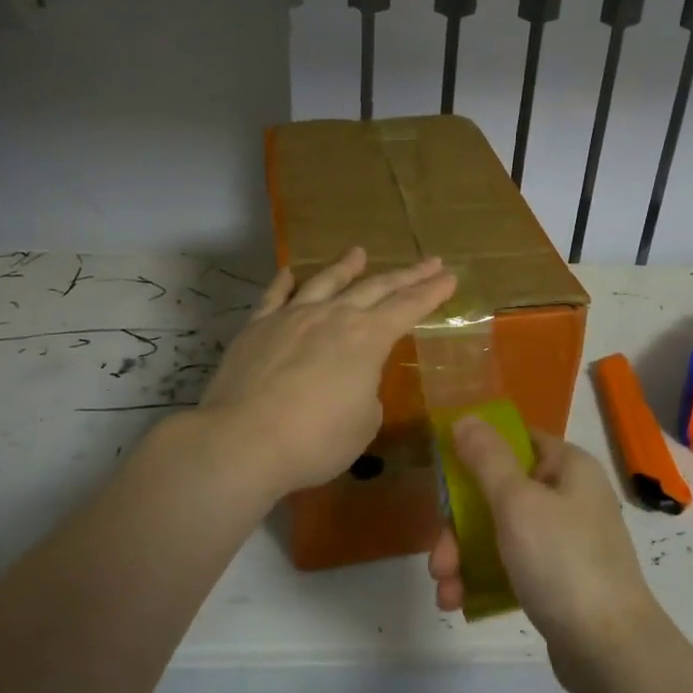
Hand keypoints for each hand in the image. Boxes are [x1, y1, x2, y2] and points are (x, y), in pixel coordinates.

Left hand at [196, 247, 456, 498]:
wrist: (243, 440)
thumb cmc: (316, 439)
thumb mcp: (363, 423)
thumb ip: (366, 393)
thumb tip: (352, 381)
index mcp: (367, 338)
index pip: (408, 307)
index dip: (432, 292)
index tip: (449, 276)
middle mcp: (333, 316)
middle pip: (376, 287)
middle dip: (406, 274)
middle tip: (428, 261)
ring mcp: (292, 316)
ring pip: (326, 282)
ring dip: (346, 266)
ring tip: (359, 252)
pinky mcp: (257, 327)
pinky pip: (274, 296)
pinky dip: (284, 282)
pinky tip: (290, 272)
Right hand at [429, 421, 666, 692]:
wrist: (611, 651)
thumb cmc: (562, 562)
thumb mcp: (517, 502)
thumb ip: (487, 458)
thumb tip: (465, 418)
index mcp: (568, 466)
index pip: (515, 440)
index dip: (476, 452)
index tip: (443, 477)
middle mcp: (569, 496)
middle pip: (500, 491)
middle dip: (460, 525)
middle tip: (438, 560)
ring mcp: (566, 540)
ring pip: (500, 532)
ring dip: (465, 556)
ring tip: (444, 589)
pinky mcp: (559, 579)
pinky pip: (512, 565)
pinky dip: (484, 578)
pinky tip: (459, 602)